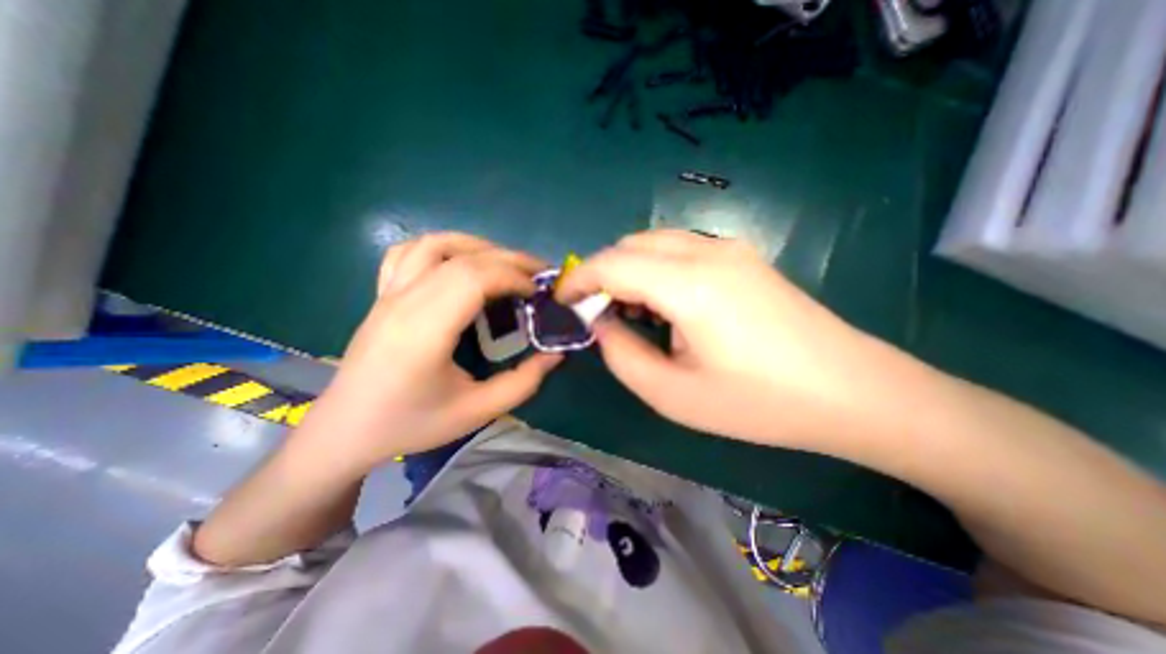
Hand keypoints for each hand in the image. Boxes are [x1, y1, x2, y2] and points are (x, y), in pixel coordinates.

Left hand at [306, 233, 562, 468]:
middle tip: (537, 276)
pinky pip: (408, 252)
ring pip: (434, 244)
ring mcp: (388, 294)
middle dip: (508, 260)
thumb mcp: (477, 412)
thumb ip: (523, 382)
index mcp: (424, 331)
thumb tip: (556, 354)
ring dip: (477, 247)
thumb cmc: (411, 425)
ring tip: (504, 266)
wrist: (345, 431)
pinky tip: (459, 264)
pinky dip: (442, 248)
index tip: (538, 293)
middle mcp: (403, 302)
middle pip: (461, 258)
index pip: (473, 278)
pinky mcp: (382, 295)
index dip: (513, 277)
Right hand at [556, 230, 899, 454]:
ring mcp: (729, 249)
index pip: (611, 263)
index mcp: (689, 284)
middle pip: (630, 245)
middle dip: (601, 274)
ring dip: (628, 269)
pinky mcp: (743, 257)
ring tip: (629, 312)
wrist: (851, 390)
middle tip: (596, 313)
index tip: (562, 302)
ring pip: (655, 242)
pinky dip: (655, 268)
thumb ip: (621, 353)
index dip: (578, 280)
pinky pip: (681, 249)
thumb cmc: (759, 403)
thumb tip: (600, 322)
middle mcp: (707, 252)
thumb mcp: (672, 394)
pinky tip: (665, 303)